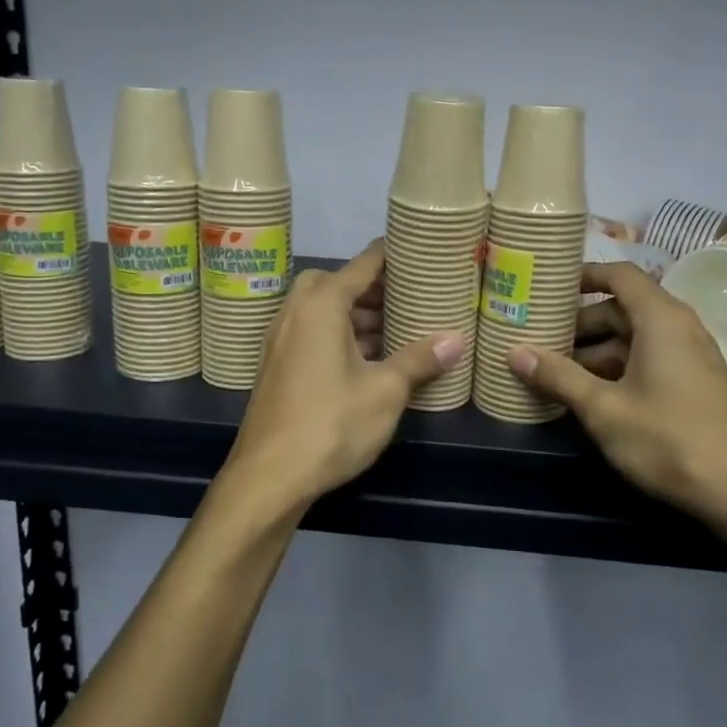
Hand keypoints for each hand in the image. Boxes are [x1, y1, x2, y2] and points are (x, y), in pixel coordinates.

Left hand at [226, 242, 466, 508]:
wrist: (269, 477)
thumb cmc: (331, 424)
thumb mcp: (385, 392)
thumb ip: (419, 360)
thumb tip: (457, 339)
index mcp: (321, 306)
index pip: (362, 264)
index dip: (391, 255)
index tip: (418, 249)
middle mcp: (295, 313)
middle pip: (335, 283)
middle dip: (370, 287)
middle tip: (405, 298)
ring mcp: (281, 341)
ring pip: (321, 311)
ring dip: (355, 314)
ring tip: (395, 329)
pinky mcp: (277, 366)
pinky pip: (311, 333)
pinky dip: (338, 334)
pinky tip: (367, 360)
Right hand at [509, 262, 726, 546]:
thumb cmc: (670, 439)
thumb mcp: (604, 409)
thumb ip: (559, 377)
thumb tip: (514, 352)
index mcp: (661, 319)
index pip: (620, 274)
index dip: (583, 276)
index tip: (548, 288)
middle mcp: (679, 328)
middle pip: (623, 308)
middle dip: (580, 323)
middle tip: (539, 338)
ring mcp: (691, 358)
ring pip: (634, 338)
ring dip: (596, 350)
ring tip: (555, 372)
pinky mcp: (695, 385)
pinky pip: (649, 360)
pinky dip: (617, 368)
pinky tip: (591, 396)